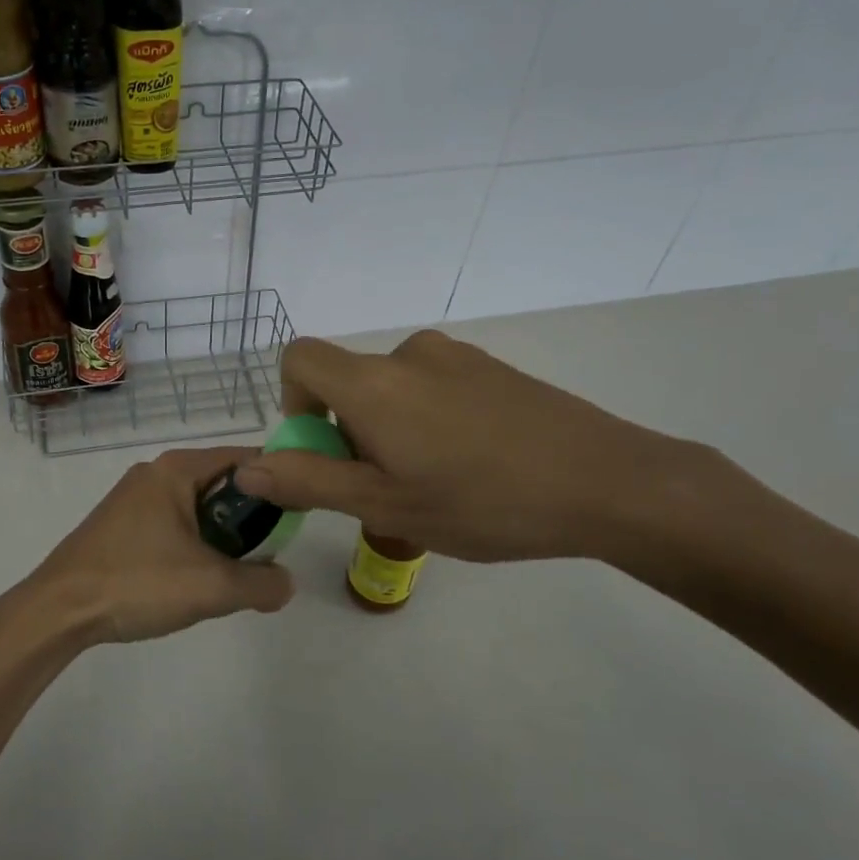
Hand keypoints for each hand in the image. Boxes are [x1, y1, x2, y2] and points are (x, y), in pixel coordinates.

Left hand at [8, 445, 295, 646]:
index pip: (245, 457)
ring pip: (196, 505)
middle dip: (251, 513)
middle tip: (273, 548)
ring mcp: (133, 498)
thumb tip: (287, 583)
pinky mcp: (120, 524)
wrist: (58, 610)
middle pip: (221, 481)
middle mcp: (155, 472)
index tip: (302, 507)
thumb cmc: (137, 583)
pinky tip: (197, 576)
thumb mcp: (212, 587)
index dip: (278, 479)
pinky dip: (194, 541)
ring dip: (222, 533)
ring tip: (238, 569)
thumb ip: (262, 583)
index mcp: (176, 469)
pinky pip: (173, 521)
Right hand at [232, 331, 697, 563]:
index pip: (299, 358)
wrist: (608, 482)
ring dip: (389, 430)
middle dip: (347, 431)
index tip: (322, 449)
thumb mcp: (385, 505)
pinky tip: (473, 466)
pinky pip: (434, 387)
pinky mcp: (493, 369)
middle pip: (348, 380)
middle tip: (386, 488)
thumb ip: (310, 482)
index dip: (293, 401)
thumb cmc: (483, 500)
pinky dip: (428, 420)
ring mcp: (457, 357)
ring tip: (434, 484)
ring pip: (393, 388)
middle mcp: (409, 354)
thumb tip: (250, 468)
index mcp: (373, 382)